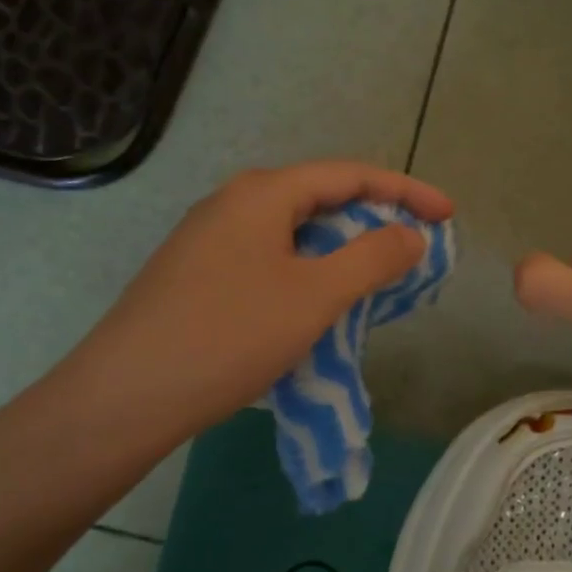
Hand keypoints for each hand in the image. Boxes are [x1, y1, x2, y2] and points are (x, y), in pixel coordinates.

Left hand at [54, 161, 454, 457]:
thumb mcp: (315, 295)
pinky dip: (308, 270)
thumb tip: (410, 234)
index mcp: (263, 193)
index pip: (351, 174)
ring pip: (294, 231)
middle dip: (374, 218)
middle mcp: (233, 202)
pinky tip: (318, 302)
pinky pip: (269, 258)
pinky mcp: (197, 274)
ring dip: (341, 248)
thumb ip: (373, 257)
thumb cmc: (229, 335)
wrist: (124, 397)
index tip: (448, 215)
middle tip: (414, 248)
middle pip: (321, 197)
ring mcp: (209, 238)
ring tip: (376, 277)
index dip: (406, 190)